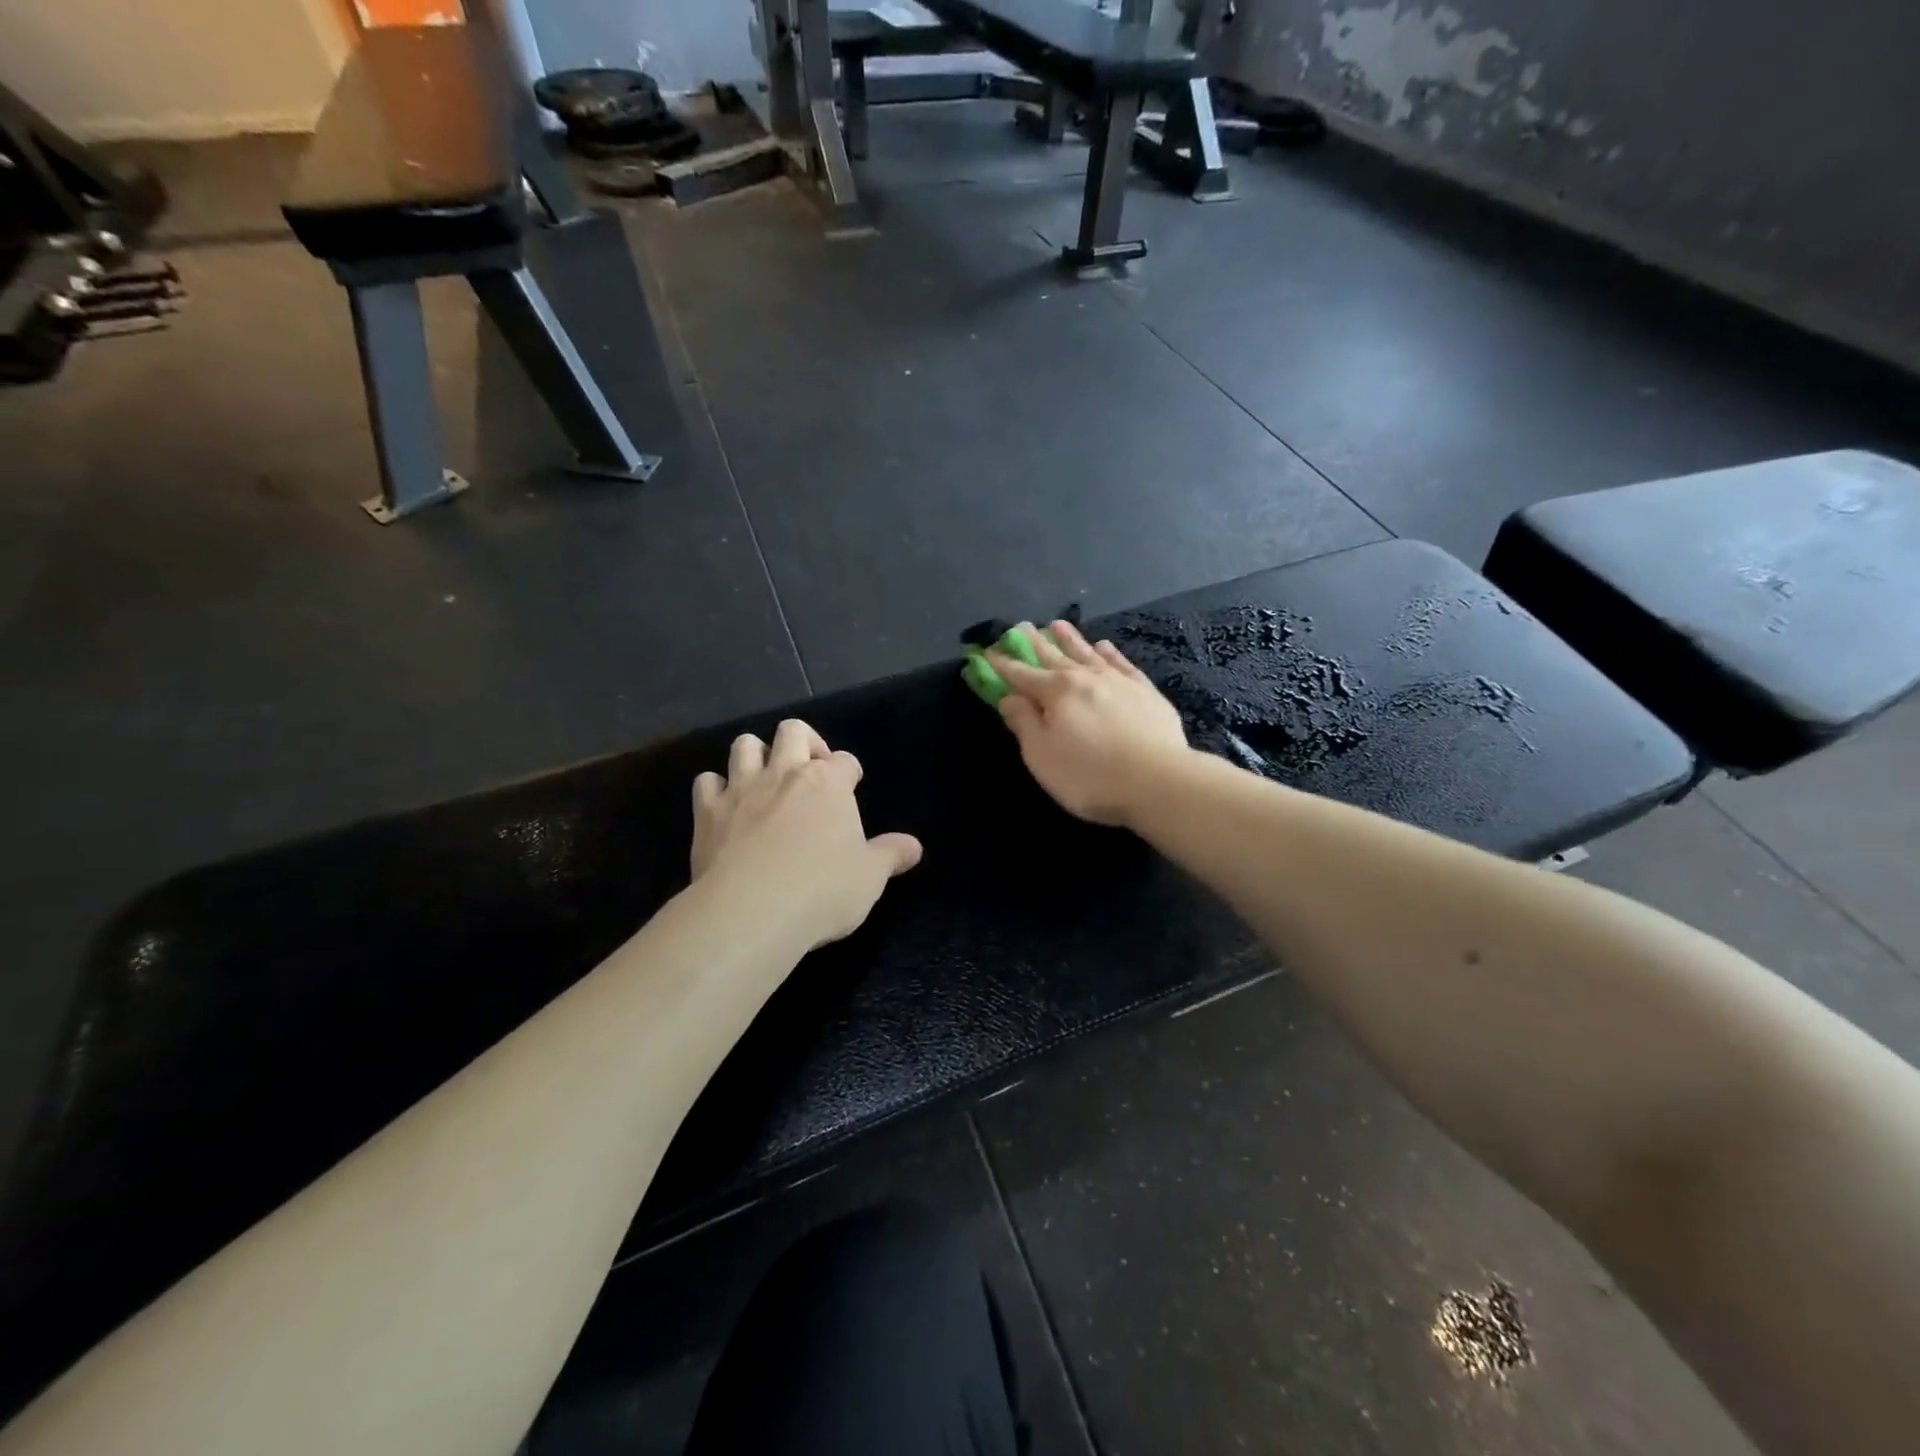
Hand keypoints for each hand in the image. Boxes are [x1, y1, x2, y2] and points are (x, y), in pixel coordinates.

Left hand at [691, 719, 922, 948]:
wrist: (753, 910)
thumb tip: (915, 847)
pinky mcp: (707, 811)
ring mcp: (742, 789)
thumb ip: (891, 855)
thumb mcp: (869, 877)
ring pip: (745, 745)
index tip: (851, 788)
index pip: (845, 761)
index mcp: (829, 783)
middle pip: (793, 731)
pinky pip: (706, 781)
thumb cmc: (823, 890)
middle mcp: (785, 773)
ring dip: (756, 754)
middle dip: (804, 742)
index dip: (849, 772)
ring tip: (765, 779)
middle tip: (810, 771)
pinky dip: (716, 788)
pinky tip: (724, 806)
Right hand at [988, 620, 1190, 826]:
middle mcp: (1085, 677)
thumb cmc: (1089, 775)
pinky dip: (1110, 653)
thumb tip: (1009, 698)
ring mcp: (1119, 681)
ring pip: (1088, 653)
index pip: (1021, 674)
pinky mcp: (1146, 691)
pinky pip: (1122, 664)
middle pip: (1053, 656)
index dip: (1002, 665)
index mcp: (1056, 692)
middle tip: (1020, 627)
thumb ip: (1024, 724)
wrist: (1158, 781)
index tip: (988, 653)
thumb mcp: (1042, 756)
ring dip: (1070, 639)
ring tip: (1057, 624)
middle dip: (1034, 643)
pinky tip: (1104, 646)